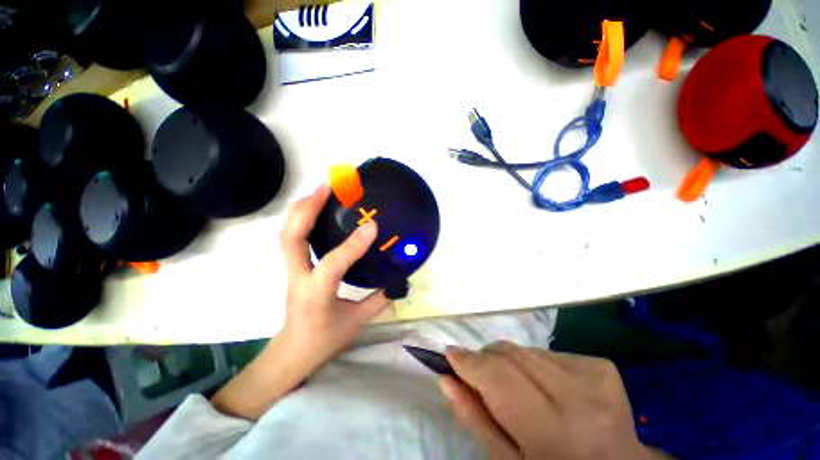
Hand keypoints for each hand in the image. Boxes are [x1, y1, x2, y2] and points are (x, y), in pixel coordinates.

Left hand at [278, 184, 391, 371]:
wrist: (294, 350)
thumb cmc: (325, 338)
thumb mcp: (357, 321)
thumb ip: (380, 299)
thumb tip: (398, 280)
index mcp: (317, 294)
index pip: (333, 264)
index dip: (353, 244)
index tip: (373, 225)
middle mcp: (298, 277)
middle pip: (291, 237)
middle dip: (308, 208)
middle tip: (328, 187)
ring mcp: (291, 270)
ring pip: (287, 233)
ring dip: (302, 208)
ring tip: (321, 191)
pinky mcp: (293, 266)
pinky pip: (292, 236)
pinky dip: (301, 218)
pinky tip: (316, 209)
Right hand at [440, 341, 667, 459]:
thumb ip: (475, 418)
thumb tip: (446, 377)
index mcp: (553, 432)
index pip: (498, 377)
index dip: (469, 362)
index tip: (450, 355)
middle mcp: (578, 398)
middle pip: (511, 354)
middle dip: (487, 359)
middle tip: (482, 375)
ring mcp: (595, 377)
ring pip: (527, 349)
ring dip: (513, 363)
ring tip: (522, 389)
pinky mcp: (602, 366)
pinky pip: (550, 352)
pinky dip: (537, 364)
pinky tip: (549, 387)